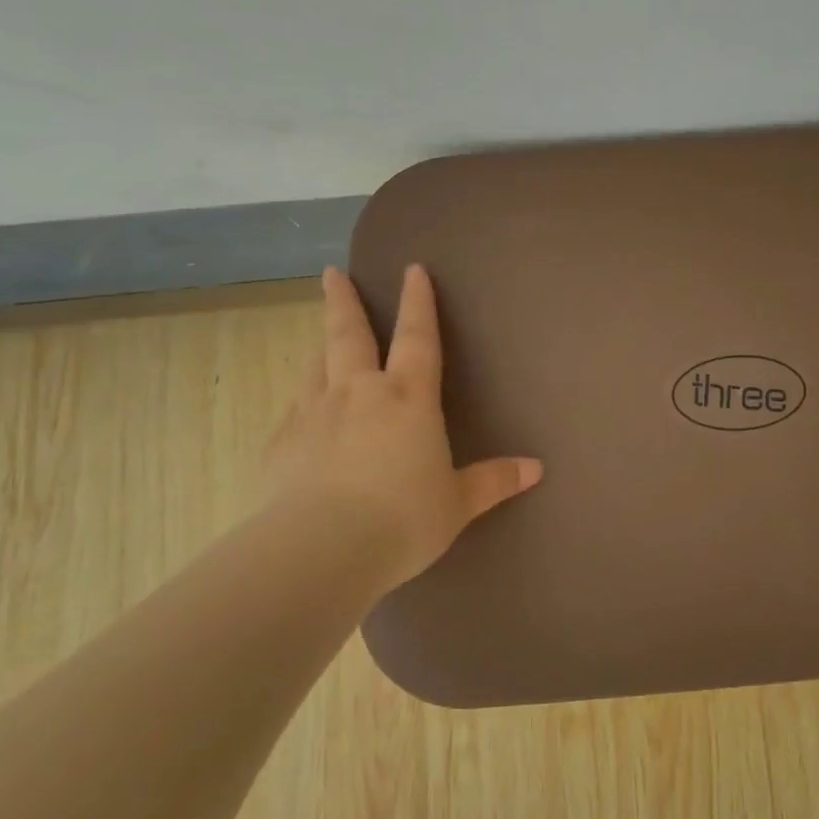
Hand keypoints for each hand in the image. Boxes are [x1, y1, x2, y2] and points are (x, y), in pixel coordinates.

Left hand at [263, 264, 542, 596]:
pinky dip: (303, 402)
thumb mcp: (458, 504)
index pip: (418, 338)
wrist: (321, 549)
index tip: (412, 269)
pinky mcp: (282, 443)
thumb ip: (493, 481)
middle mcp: (359, 394)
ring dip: (321, 346)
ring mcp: (314, 414)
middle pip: (349, 334)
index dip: (418, 303)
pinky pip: (295, 409)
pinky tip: (303, 415)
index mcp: (408, 400)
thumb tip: (536, 469)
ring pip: (316, 366)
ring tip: (321, 338)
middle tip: (331, 273)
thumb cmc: (403, 520)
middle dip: (343, 301)